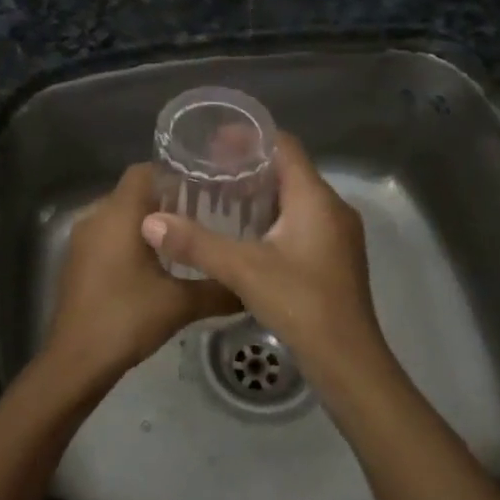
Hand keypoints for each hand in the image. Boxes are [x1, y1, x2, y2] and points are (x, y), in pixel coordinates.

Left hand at [44, 164, 239, 383]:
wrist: (76, 360)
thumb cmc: (126, 319)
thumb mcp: (181, 304)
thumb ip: (219, 288)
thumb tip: (252, 283)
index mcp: (119, 213)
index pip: (145, 170)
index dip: (174, 173)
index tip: (205, 186)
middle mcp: (96, 216)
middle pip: (134, 191)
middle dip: (167, 198)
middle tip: (205, 212)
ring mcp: (82, 238)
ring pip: (120, 214)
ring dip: (148, 221)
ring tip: (186, 237)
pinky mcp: (77, 260)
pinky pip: (107, 234)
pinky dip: (130, 238)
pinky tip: (157, 262)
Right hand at [139, 133, 392, 388]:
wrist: (349, 362)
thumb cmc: (301, 304)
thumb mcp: (243, 270)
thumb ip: (195, 244)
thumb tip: (150, 222)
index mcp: (316, 199)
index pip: (284, 146)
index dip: (250, 137)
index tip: (214, 140)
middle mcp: (332, 208)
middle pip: (289, 171)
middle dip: (250, 166)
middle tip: (209, 171)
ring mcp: (337, 235)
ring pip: (296, 199)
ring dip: (261, 194)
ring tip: (220, 198)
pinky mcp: (334, 258)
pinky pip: (301, 221)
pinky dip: (273, 218)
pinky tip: (245, 235)